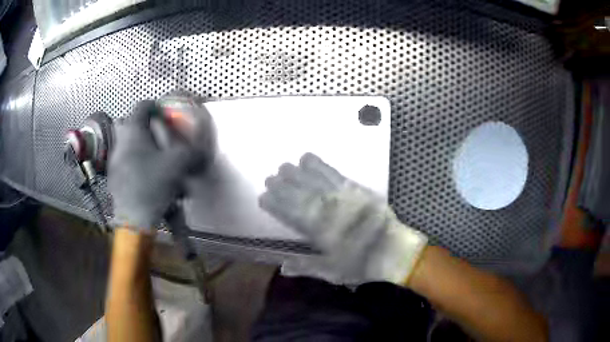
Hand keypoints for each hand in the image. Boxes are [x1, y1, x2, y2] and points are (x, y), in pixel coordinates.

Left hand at [109, 100, 190, 231]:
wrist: (133, 218)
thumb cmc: (152, 183)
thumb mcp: (178, 165)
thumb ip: (193, 152)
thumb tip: (204, 150)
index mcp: (133, 131)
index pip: (143, 106)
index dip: (156, 106)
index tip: (165, 113)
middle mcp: (121, 141)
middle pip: (133, 126)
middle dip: (147, 130)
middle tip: (160, 139)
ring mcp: (115, 160)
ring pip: (129, 145)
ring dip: (143, 149)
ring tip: (158, 164)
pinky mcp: (114, 177)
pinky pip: (127, 163)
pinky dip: (138, 166)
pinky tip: (150, 181)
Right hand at [259, 153, 427, 283]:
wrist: (394, 252)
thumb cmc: (363, 265)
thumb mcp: (332, 273)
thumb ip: (306, 267)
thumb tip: (282, 266)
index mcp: (321, 233)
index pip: (292, 215)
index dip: (276, 205)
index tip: (263, 197)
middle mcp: (329, 212)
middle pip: (301, 195)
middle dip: (283, 186)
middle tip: (270, 177)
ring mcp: (343, 198)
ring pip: (315, 182)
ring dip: (298, 173)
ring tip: (285, 165)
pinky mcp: (356, 189)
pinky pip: (334, 174)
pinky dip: (320, 166)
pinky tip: (309, 159)